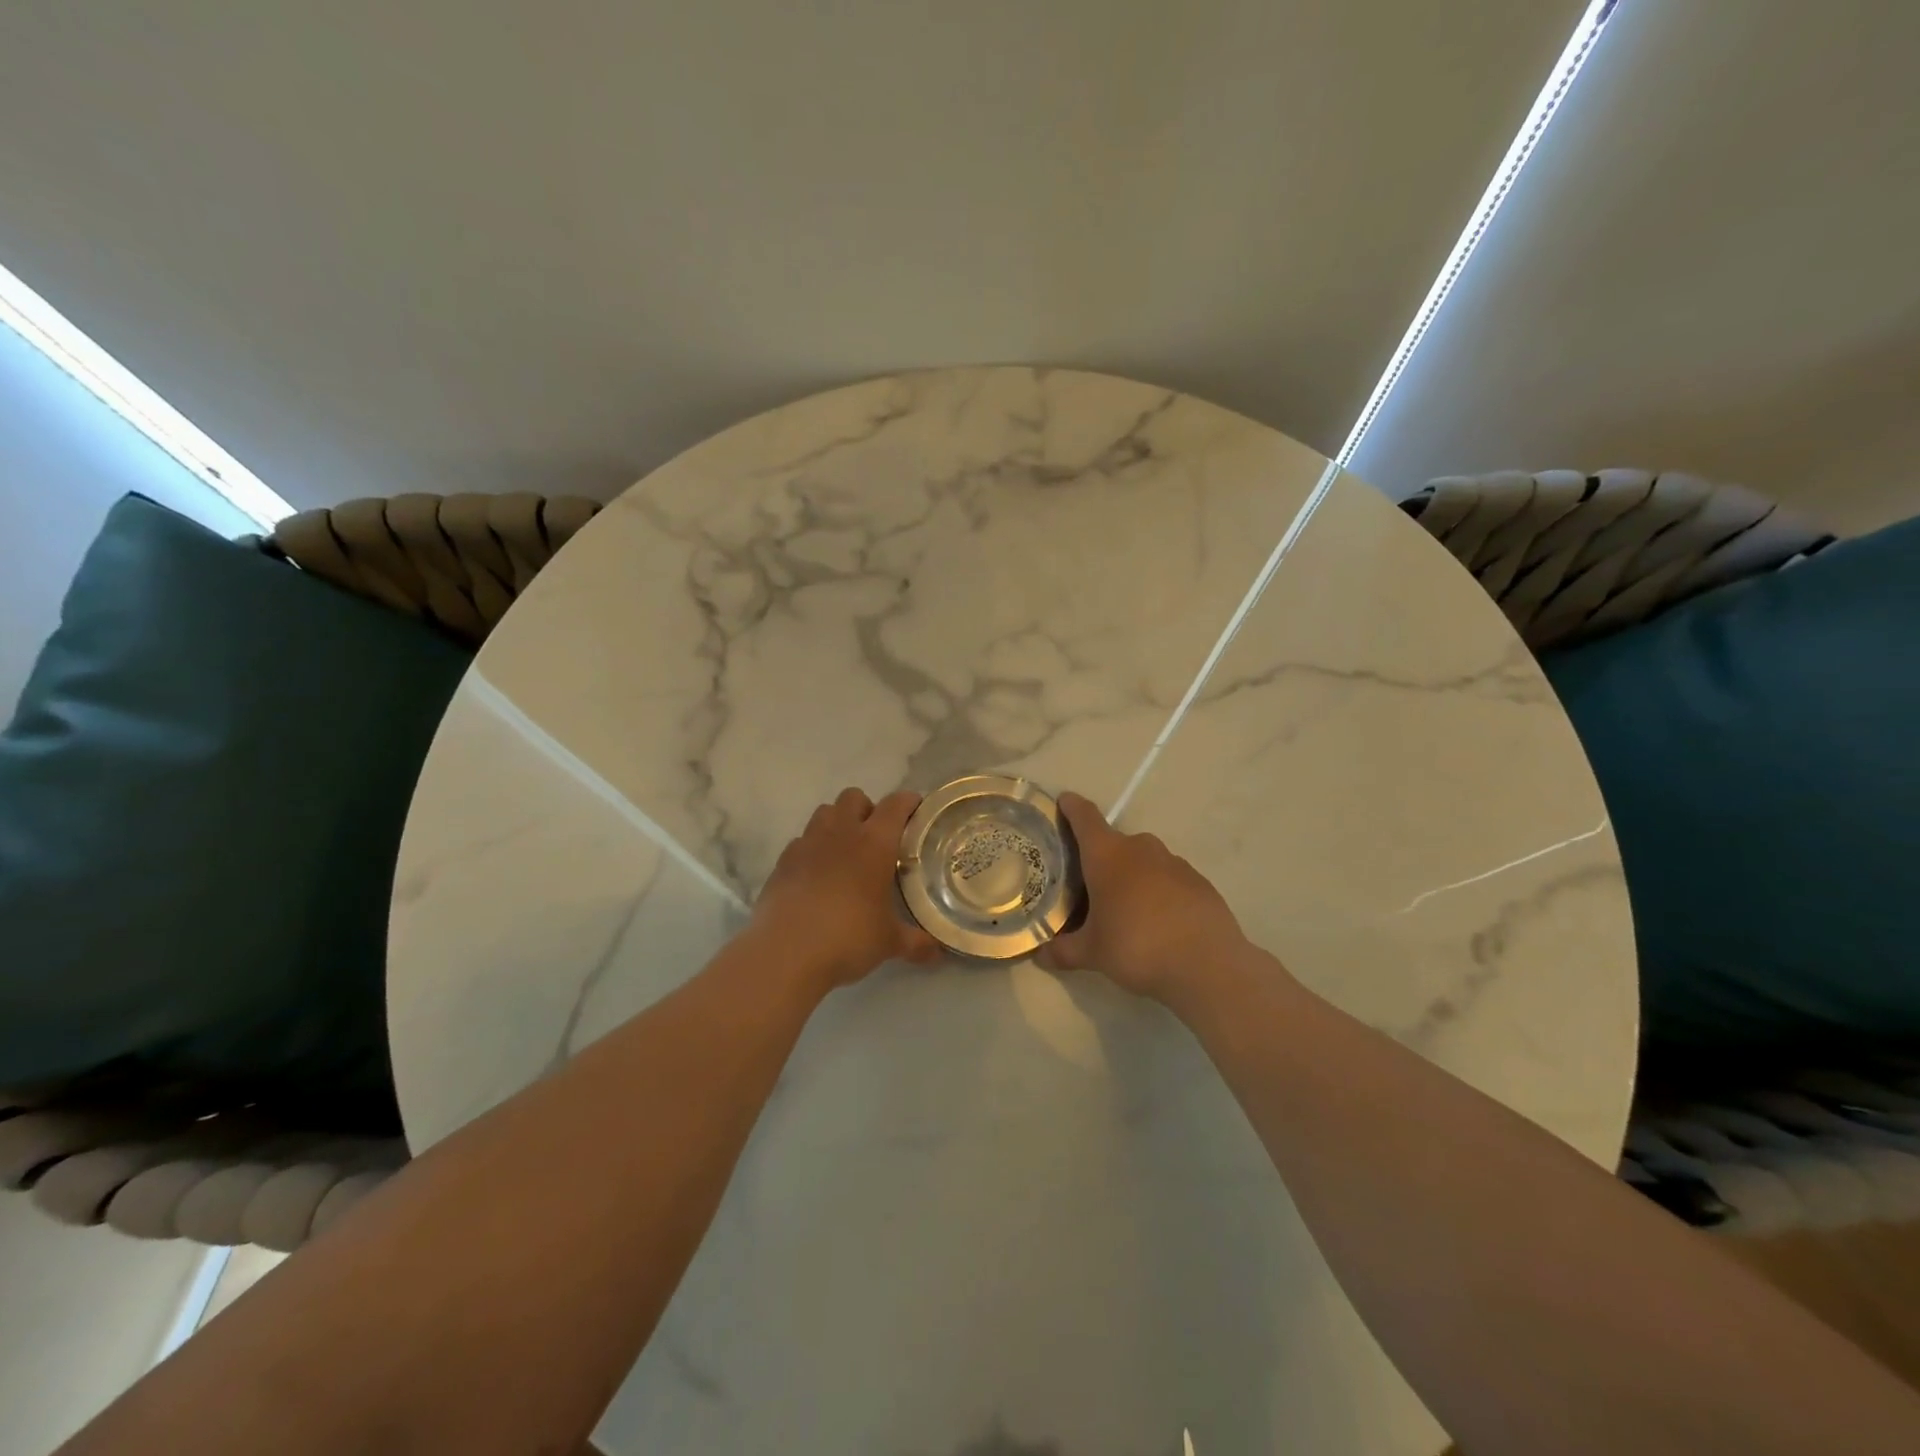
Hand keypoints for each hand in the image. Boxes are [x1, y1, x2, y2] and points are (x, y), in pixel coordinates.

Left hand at [750, 788, 941, 990]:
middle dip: (867, 809)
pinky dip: (812, 849)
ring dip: (838, 823)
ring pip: (824, 812)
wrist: (785, 953)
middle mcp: (840, 833)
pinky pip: (801, 841)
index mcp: (874, 843)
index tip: (916, 810)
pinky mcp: (782, 862)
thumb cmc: (848, 938)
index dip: (908, 802)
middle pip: (854, 797)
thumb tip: (938, 953)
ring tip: (846, 852)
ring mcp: (807, 844)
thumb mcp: (888, 942)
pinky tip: (817, 876)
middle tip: (877, 838)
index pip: (895, 805)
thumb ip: (915, 943)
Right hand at [1037, 792, 1249, 1003]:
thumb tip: (1041, 955)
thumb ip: (1063, 950)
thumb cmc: (1137, 947)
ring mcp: (1174, 862)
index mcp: (1107, 855)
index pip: (1085, 817)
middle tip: (1087, 884)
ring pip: (1143, 860)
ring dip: (1131, 875)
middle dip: (1099, 857)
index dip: (1072, 807)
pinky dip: (1158, 891)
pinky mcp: (1198, 881)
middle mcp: (1140, 848)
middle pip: (1113, 842)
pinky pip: (1168, 878)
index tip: (1064, 802)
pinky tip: (1157, 920)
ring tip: (1123, 907)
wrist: (1208, 965)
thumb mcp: (1092, 953)